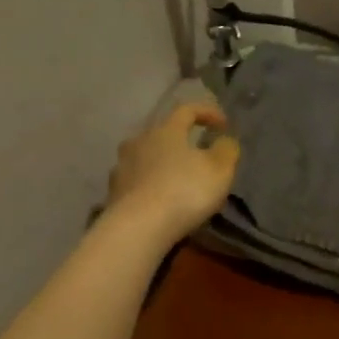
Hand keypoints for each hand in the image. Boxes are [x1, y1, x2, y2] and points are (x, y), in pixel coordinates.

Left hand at [106, 101, 239, 244]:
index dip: (207, 113)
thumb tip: (224, 141)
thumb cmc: (184, 191)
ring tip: (177, 181)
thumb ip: (226, 150)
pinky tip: (159, 201)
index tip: (224, 125)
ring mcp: (121, 167)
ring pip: (145, 158)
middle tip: (197, 155)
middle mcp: (139, 141)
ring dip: (162, 164)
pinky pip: (136, 182)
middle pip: (162, 133)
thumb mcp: (219, 170)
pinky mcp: (112, 193)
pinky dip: (149, 186)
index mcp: (166, 130)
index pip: (187, 110)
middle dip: (180, 141)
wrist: (137, 228)